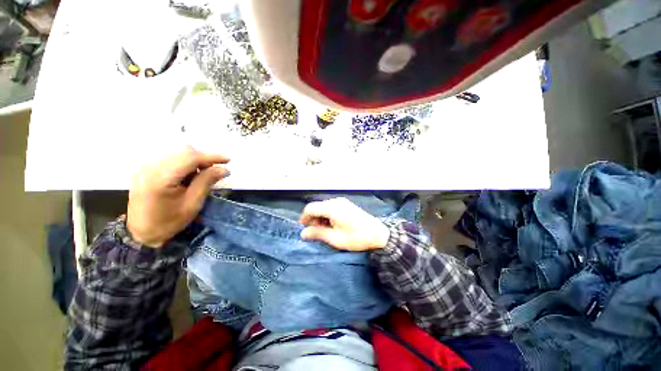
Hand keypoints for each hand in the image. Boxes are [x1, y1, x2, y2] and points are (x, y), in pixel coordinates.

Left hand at [127, 147, 229, 247]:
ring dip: (195, 162)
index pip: (190, 158)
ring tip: (202, 176)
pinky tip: (188, 177)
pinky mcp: (145, 169)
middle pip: (183, 152)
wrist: (141, 233)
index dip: (211, 157)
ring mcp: (146, 167)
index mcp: (160, 178)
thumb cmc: (169, 222)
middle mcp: (150, 167)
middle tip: (215, 171)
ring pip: (178, 154)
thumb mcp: (192, 204)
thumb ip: (206, 182)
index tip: (228, 160)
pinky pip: (170, 159)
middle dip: (204, 159)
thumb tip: (224, 169)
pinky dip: (185, 164)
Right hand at [299, 197, 389, 250]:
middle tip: (316, 233)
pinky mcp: (346, 204)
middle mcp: (335, 201)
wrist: (378, 234)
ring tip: (325, 231)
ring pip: (323, 207)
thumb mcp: (335, 238)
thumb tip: (303, 233)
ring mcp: (341, 201)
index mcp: (332, 208)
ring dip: (320, 218)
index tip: (304, 229)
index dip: (304, 218)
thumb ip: (317, 233)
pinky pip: (331, 207)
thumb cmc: (356, 237)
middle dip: (313, 219)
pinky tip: (332, 225)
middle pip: (317, 207)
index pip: (310, 208)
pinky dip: (327, 216)